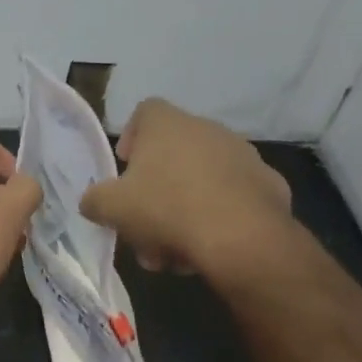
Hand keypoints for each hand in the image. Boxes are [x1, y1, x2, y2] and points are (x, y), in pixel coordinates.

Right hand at [79, 99, 296, 284]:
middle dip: (155, 191)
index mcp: (168, 125)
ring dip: (182, 211)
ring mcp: (243, 156)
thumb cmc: (166, 209)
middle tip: (144, 224)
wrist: (241, 238)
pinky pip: (231, 198)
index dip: (131, 137)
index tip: (126, 168)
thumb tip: (93, 201)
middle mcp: (207, 129)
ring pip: (200, 181)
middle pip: (172, 154)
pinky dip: (216, 217)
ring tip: (173, 250)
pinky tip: (207, 247)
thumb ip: (94, 200)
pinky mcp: (268, 184)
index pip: (144, 111)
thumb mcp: (111, 208)